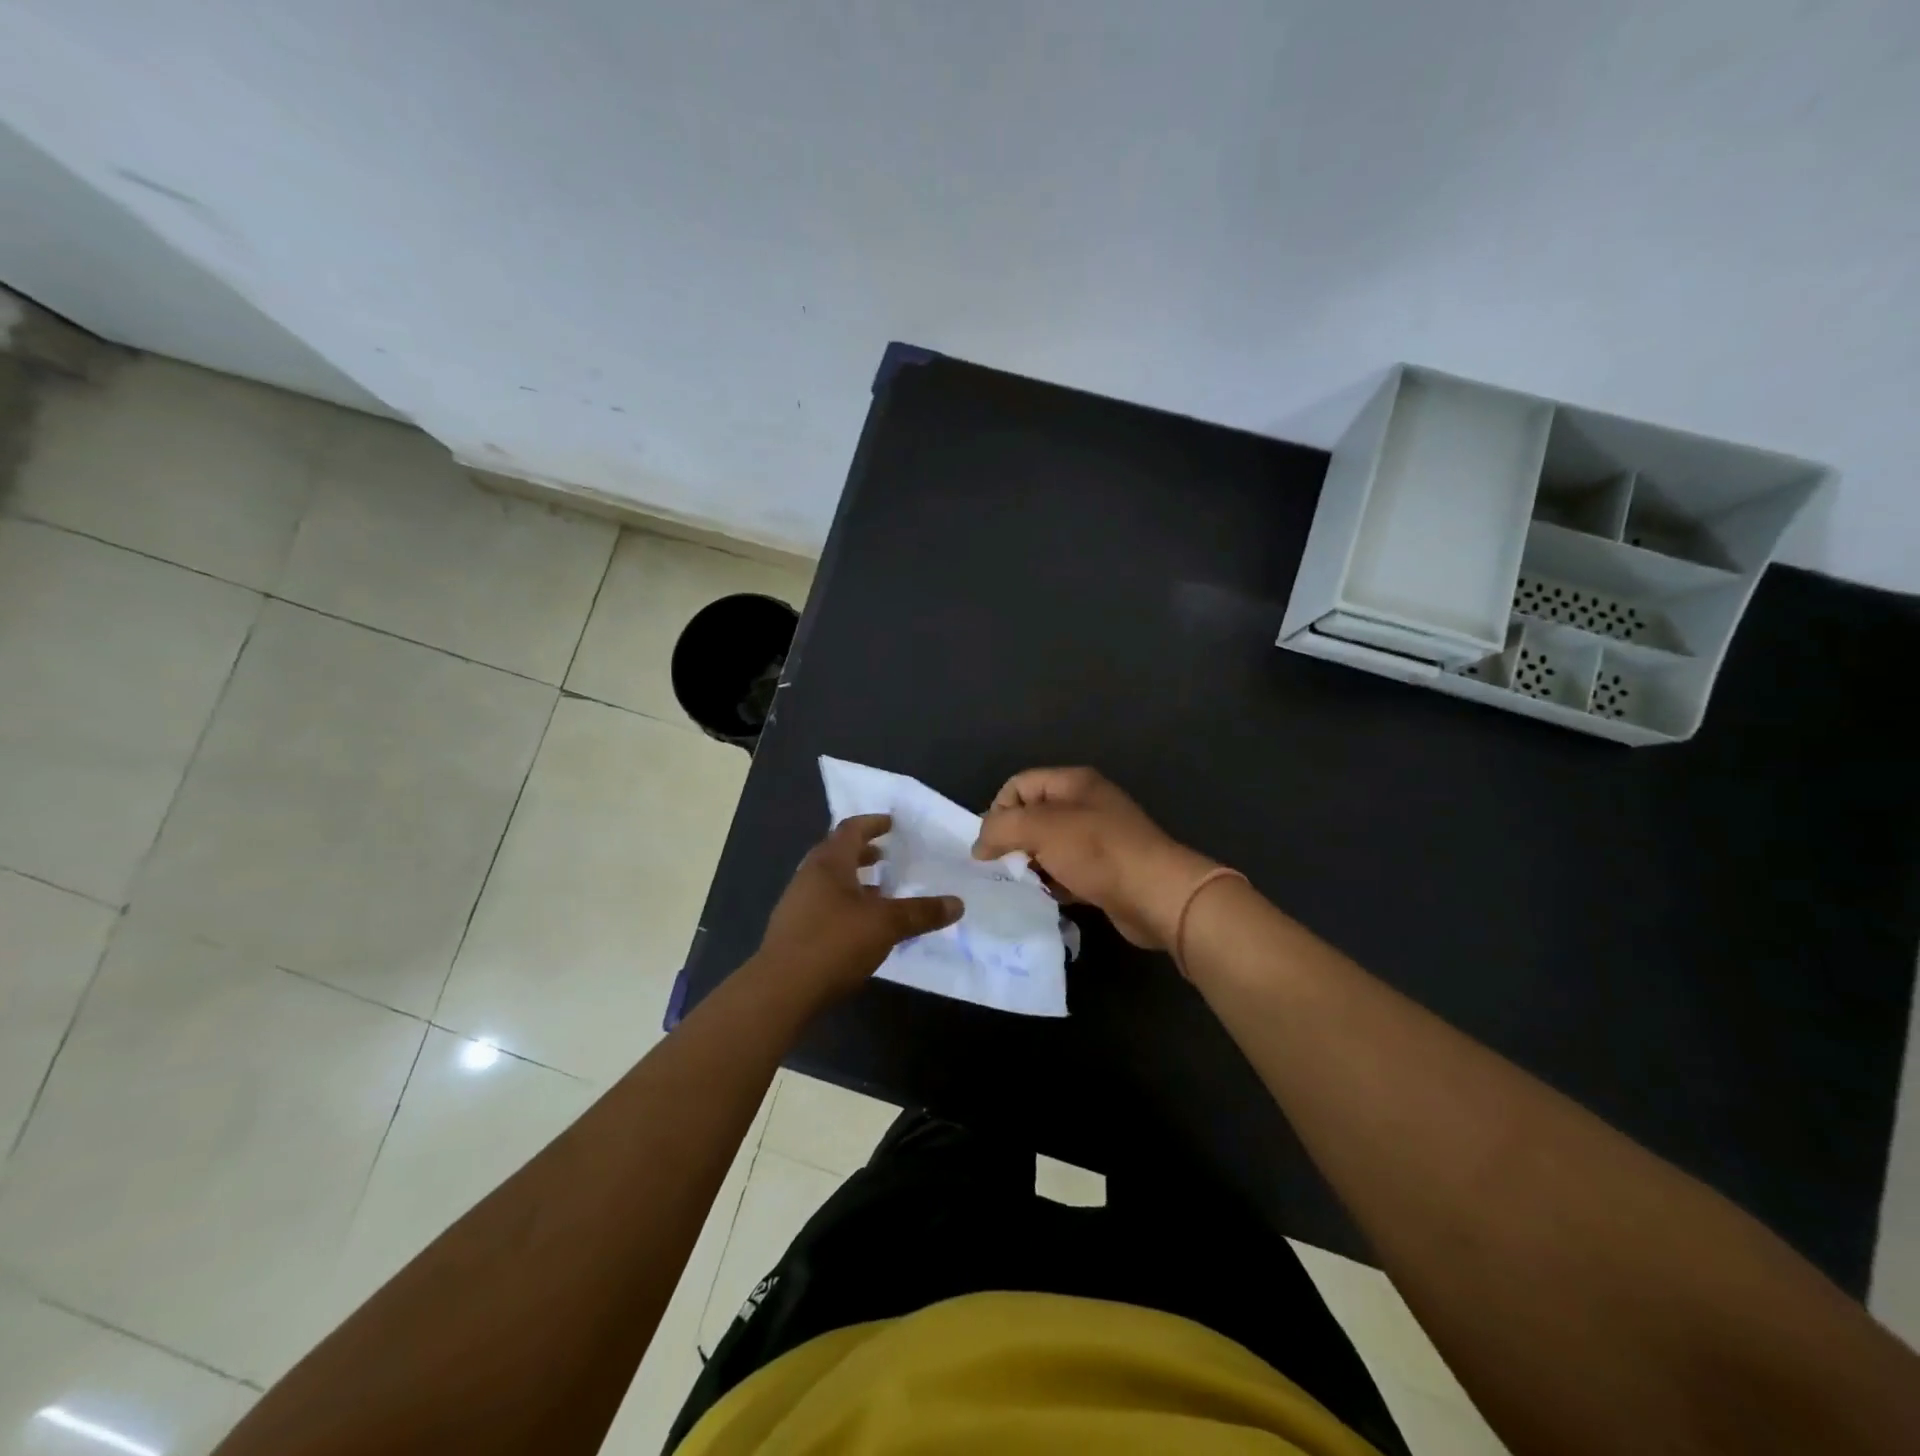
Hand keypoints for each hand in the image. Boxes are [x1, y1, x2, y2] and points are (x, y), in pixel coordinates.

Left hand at [755, 814, 962, 1003]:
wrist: (781, 991)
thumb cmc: (834, 943)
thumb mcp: (886, 925)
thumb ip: (921, 912)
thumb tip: (957, 904)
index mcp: (829, 863)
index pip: (850, 830)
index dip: (872, 824)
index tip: (891, 824)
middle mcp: (809, 876)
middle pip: (837, 853)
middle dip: (863, 852)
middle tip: (887, 855)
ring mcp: (797, 904)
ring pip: (830, 881)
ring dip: (854, 880)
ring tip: (880, 892)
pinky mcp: (793, 931)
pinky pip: (824, 905)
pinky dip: (845, 904)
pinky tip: (861, 926)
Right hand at [972, 767, 1215, 948]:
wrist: (1157, 895)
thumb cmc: (1097, 851)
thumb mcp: (1041, 828)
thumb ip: (1001, 828)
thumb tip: (979, 846)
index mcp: (1073, 783)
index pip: (1018, 785)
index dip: (998, 810)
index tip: (990, 845)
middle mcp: (1085, 805)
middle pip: (1032, 816)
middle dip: (1012, 841)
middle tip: (1003, 868)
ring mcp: (1096, 839)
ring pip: (1047, 847)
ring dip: (1030, 866)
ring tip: (1022, 886)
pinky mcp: (1103, 872)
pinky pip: (1065, 872)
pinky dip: (1052, 884)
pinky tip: (1046, 899)